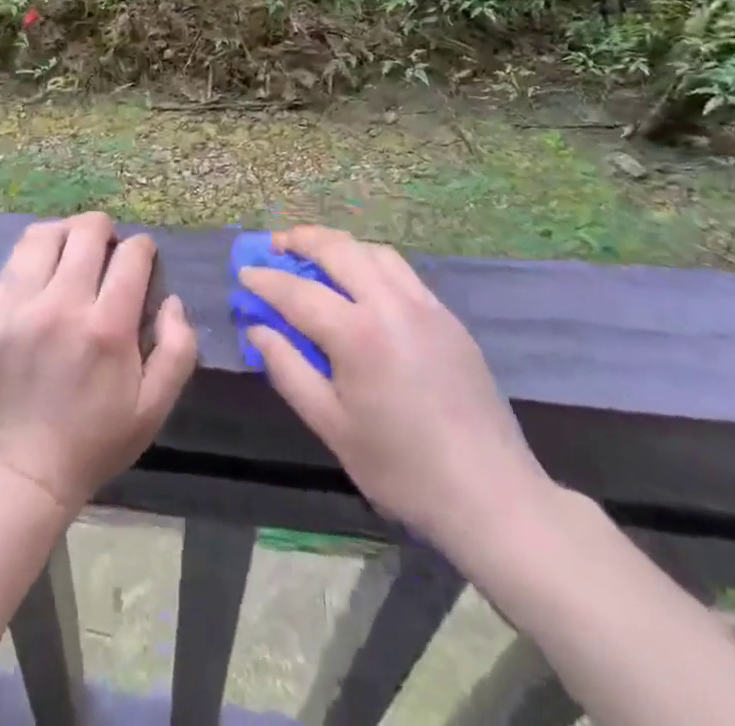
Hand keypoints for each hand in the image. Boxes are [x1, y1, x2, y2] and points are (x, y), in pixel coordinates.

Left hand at [0, 212, 199, 511]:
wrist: (22, 473)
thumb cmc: (96, 440)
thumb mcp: (155, 407)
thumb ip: (178, 348)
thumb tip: (171, 300)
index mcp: (107, 328)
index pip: (132, 254)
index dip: (143, 249)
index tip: (142, 260)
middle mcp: (61, 307)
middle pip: (86, 231)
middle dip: (105, 231)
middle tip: (107, 251)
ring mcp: (18, 308)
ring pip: (43, 235)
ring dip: (65, 235)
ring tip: (71, 252)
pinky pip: (12, 263)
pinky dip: (33, 259)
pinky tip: (41, 277)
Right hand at [241, 226, 551, 551]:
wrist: (490, 494)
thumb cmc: (401, 468)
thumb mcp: (332, 426)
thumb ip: (288, 369)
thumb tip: (258, 328)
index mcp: (358, 334)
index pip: (298, 292)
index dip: (266, 280)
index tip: (244, 273)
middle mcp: (391, 304)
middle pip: (338, 250)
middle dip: (301, 240)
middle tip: (275, 245)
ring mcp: (425, 306)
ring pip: (374, 252)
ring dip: (339, 246)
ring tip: (316, 256)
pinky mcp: (448, 317)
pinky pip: (401, 271)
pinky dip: (371, 262)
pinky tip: (362, 283)